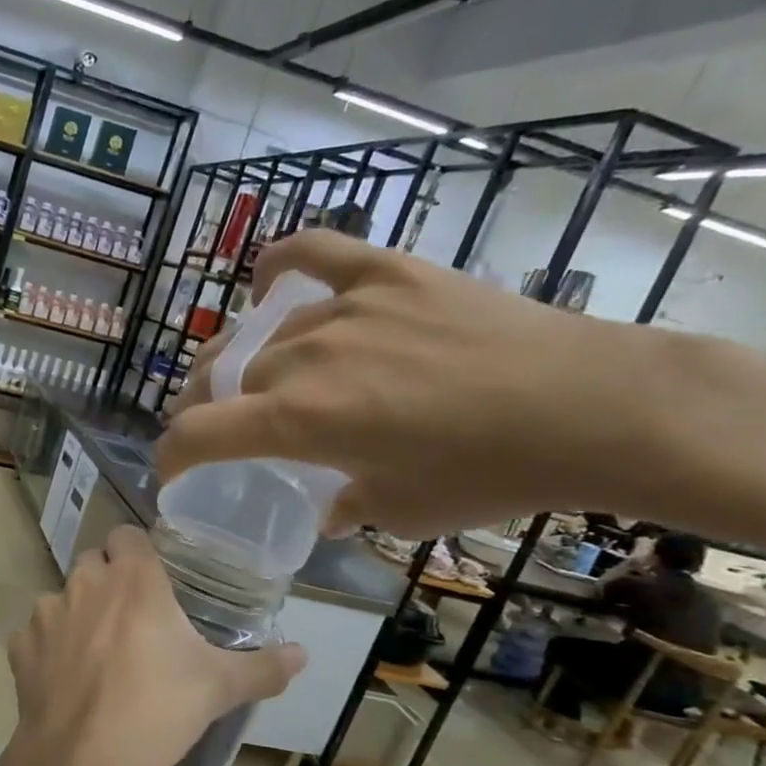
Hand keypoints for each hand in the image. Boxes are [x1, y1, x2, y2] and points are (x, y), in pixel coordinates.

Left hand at [0, 526, 302, 765]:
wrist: (85, 761)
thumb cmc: (160, 711)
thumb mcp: (220, 688)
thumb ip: (264, 667)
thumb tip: (303, 654)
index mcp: (132, 579)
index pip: (127, 534)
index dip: (137, 552)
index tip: (153, 579)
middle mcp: (84, 583)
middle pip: (92, 562)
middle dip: (108, 580)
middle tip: (132, 619)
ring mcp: (46, 613)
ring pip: (61, 596)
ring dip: (77, 613)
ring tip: (98, 654)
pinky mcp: (20, 646)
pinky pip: (35, 634)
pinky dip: (48, 648)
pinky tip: (66, 679)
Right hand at [159, 229, 657, 539]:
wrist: (594, 407)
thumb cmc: (492, 473)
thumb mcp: (402, 511)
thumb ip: (344, 506)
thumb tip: (327, 507)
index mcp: (298, 421)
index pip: (197, 434)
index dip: (171, 457)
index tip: (173, 473)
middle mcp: (304, 358)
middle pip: (222, 379)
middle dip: (204, 408)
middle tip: (217, 427)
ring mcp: (344, 308)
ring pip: (263, 335)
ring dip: (244, 362)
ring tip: (254, 376)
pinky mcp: (386, 274)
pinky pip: (312, 254)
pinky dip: (280, 266)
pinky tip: (268, 284)